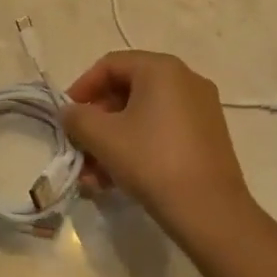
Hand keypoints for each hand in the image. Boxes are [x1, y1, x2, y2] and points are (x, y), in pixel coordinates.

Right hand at [61, 51, 254, 246]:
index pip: (110, 65)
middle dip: (97, 122)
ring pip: (143, 116)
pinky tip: (118, 180)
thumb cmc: (152, 161)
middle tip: (79, 148)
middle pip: (127, 91)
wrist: (210, 212)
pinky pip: (163, 131)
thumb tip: (70, 112)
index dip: (82, 87)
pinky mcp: (208, 137)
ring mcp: (201, 109)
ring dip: (113, 141)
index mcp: (162, 69)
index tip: (66, 116)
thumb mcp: (103, 137)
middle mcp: (185, 80)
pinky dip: (137, 147)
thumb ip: (77, 117)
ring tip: (93, 176)